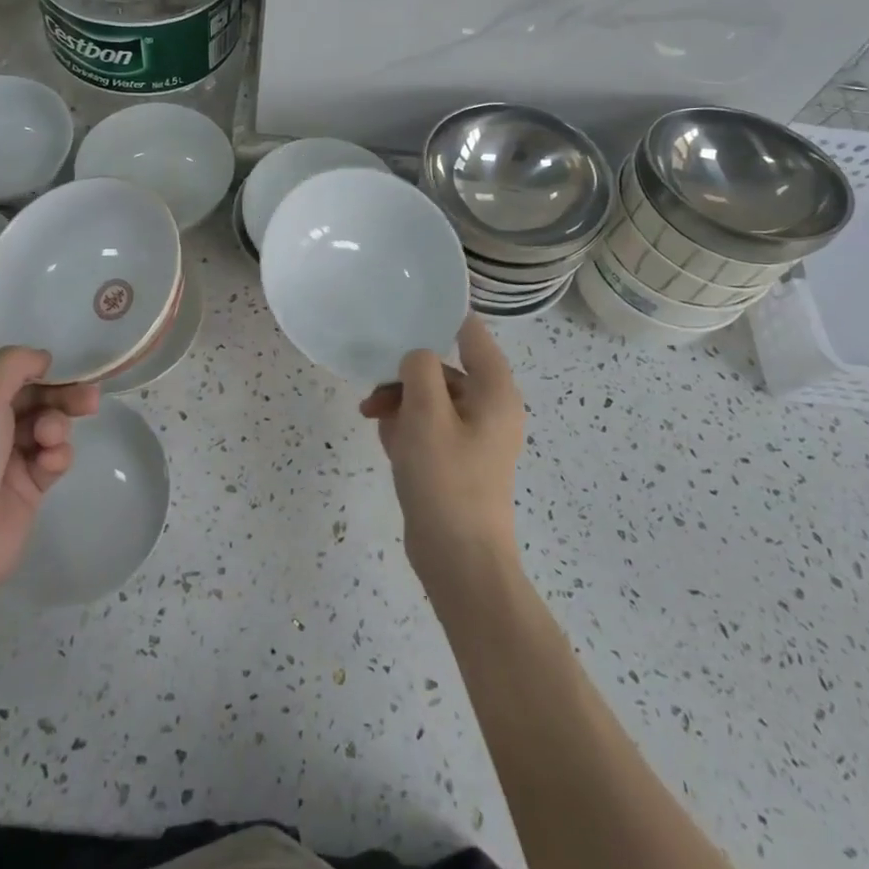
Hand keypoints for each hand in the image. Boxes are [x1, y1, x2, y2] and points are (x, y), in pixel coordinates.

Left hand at [0, 294, 97, 609]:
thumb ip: (13, 365)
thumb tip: (44, 356)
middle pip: (21, 375)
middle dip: (52, 372)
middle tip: (84, 371)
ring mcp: (3, 447)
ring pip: (45, 409)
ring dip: (64, 408)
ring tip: (85, 409)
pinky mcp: (27, 477)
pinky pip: (53, 447)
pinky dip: (57, 448)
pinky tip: (51, 459)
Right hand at [360, 315, 525, 589]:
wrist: (458, 560)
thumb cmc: (446, 480)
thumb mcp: (426, 414)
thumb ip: (420, 369)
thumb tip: (416, 357)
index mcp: (495, 391)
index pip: (472, 333)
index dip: (442, 317)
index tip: (405, 309)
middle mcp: (490, 408)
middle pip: (444, 369)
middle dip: (406, 375)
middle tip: (374, 391)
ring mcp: (474, 436)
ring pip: (431, 398)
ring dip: (400, 402)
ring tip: (372, 419)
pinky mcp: (457, 460)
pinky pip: (429, 427)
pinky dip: (407, 427)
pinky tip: (386, 441)